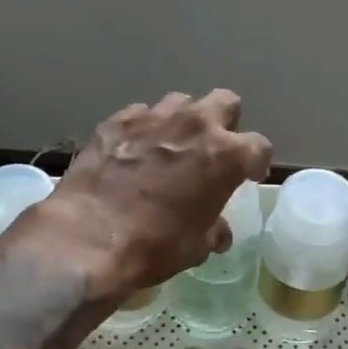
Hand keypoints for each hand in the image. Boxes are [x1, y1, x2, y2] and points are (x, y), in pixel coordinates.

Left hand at [42, 91, 272, 299]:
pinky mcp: (116, 120)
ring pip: (181, 102)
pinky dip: (144, 129)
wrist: (88, 238)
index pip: (259, 146)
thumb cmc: (154, 246)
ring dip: (183, 121)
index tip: (248, 176)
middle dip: (224, 123)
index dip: (256, 163)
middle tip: (212, 150)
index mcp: (225, 155)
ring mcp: (153, 117)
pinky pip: (140, 114)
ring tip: (171, 146)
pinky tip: (133, 151)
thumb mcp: (196, 246)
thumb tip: (218, 232)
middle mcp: (195, 125)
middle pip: (225, 102)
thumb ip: (213, 230)